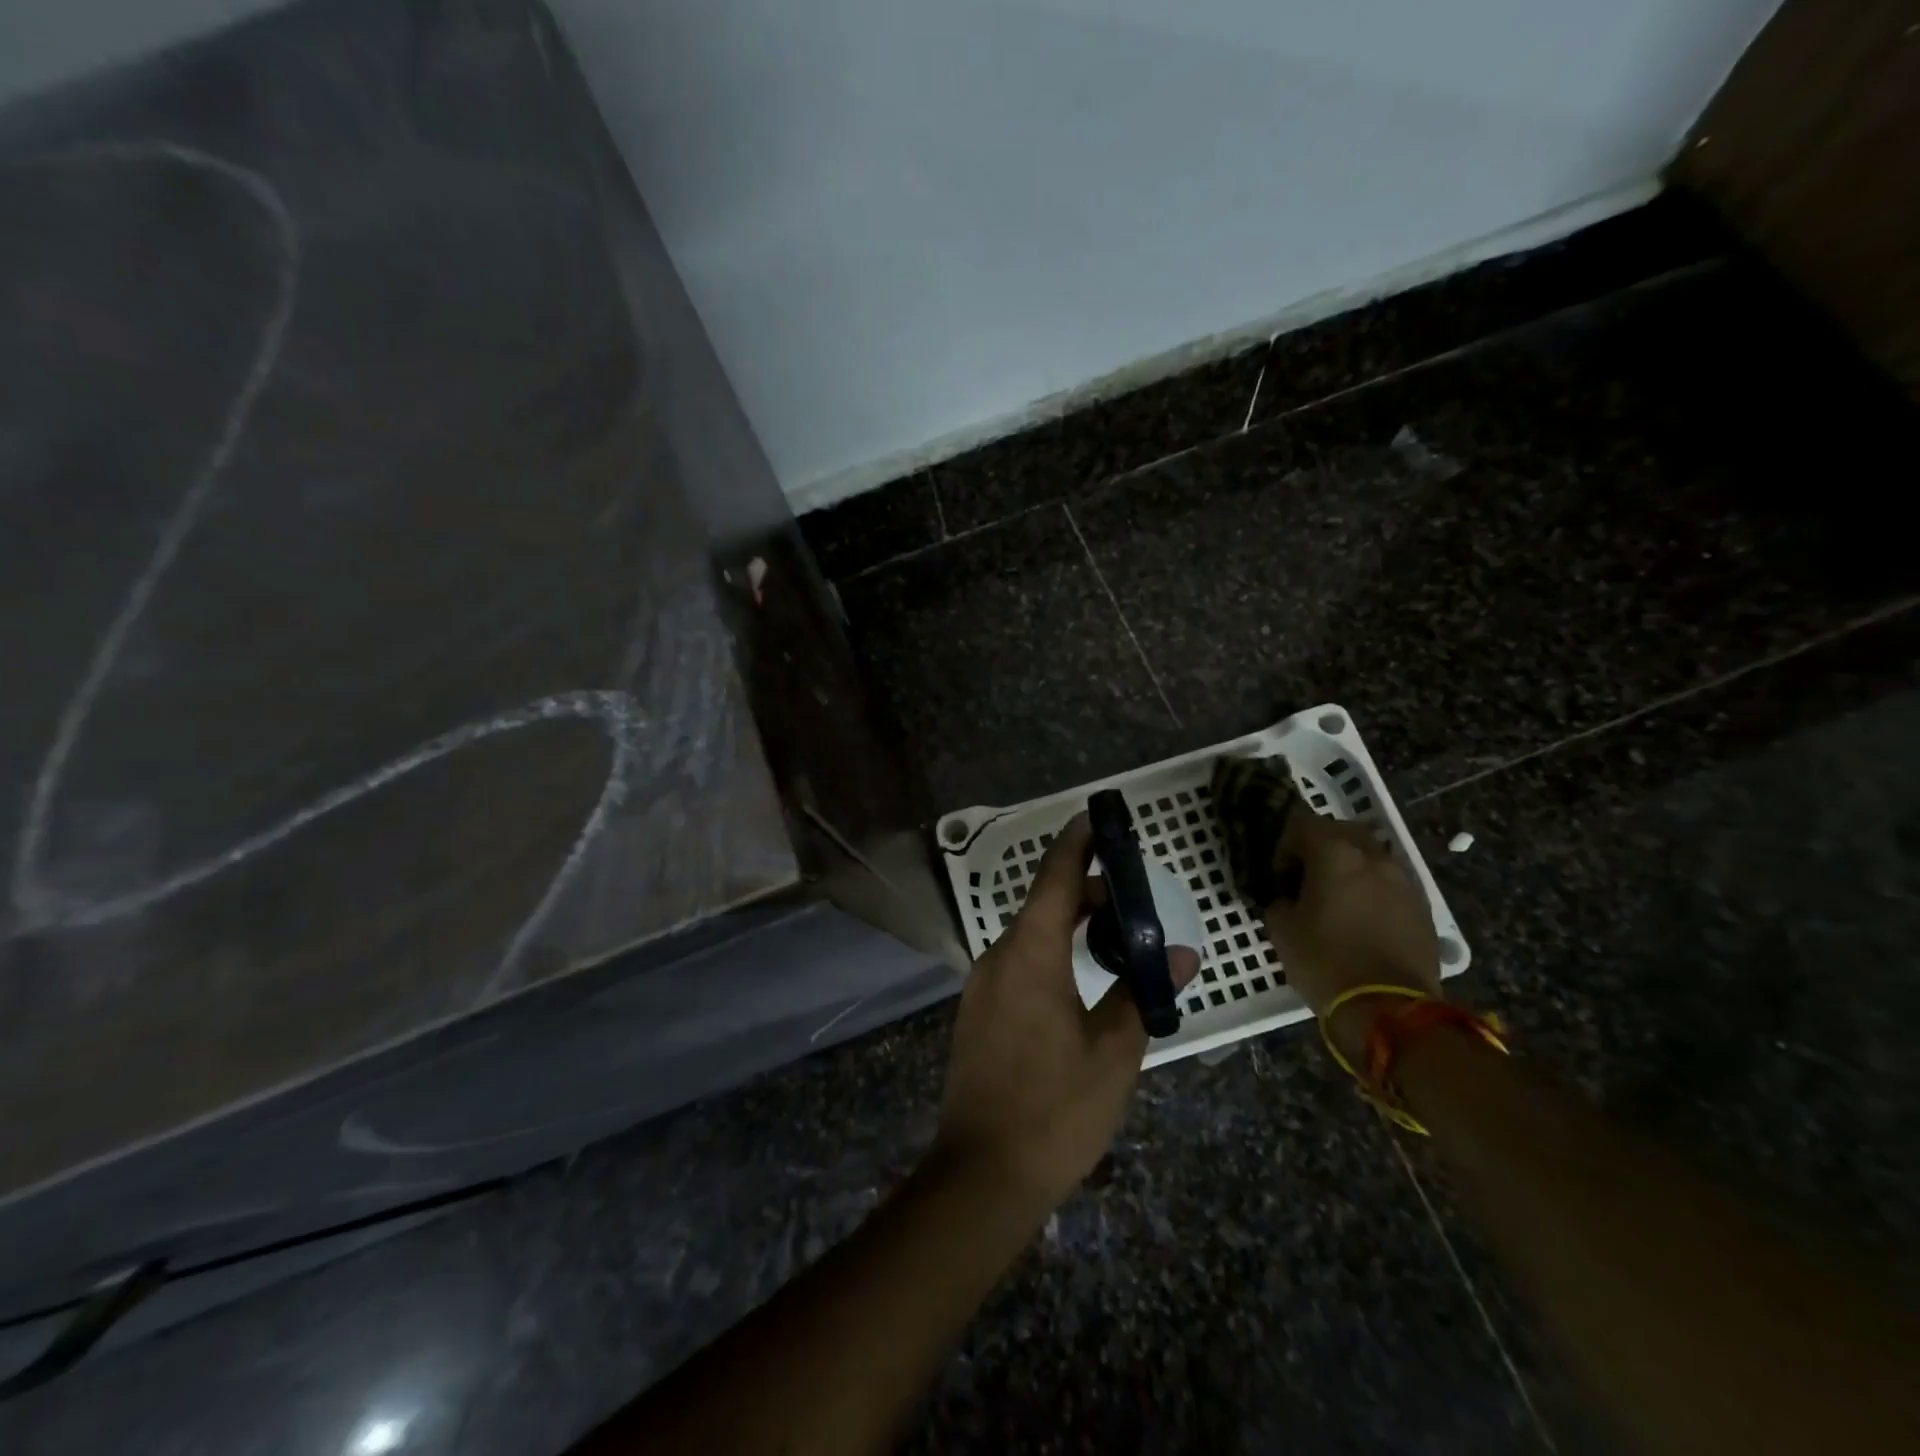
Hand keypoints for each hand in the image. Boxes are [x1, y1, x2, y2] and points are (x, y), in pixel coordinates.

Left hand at [934, 814, 1198, 1209]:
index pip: (1056, 876)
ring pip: (1031, 935)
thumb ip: (1143, 993)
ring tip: (1116, 943)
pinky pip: (1018, 963)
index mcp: (1030, 952)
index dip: (1077, 842)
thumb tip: (1183, 956)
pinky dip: (1051, 954)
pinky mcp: (977, 1012)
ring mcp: (982, 984)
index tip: (1098, 818)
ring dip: (1070, 927)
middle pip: (1045, 905)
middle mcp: (998, 955)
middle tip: (1135, 904)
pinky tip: (1080, 982)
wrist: (982, 1174)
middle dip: (1088, 894)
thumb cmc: (1055, 1108)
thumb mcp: (1114, 1051)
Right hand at [1262, 806, 1440, 1060]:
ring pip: (1371, 857)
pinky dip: (1372, 890)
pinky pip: (1390, 884)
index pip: (1302, 824)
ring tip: (1335, 900)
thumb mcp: (1282, 930)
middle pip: (1342, 832)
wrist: (1389, 1010)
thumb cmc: (1325, 962)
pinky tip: (1361, 919)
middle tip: (1305, 878)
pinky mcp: (1422, 908)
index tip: (1278, 876)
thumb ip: (1280, 901)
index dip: (1284, 846)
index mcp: (1335, 854)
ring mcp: (1404, 881)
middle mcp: (1374, 857)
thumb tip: (1287, 899)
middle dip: (1320, 847)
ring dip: (1350, 868)